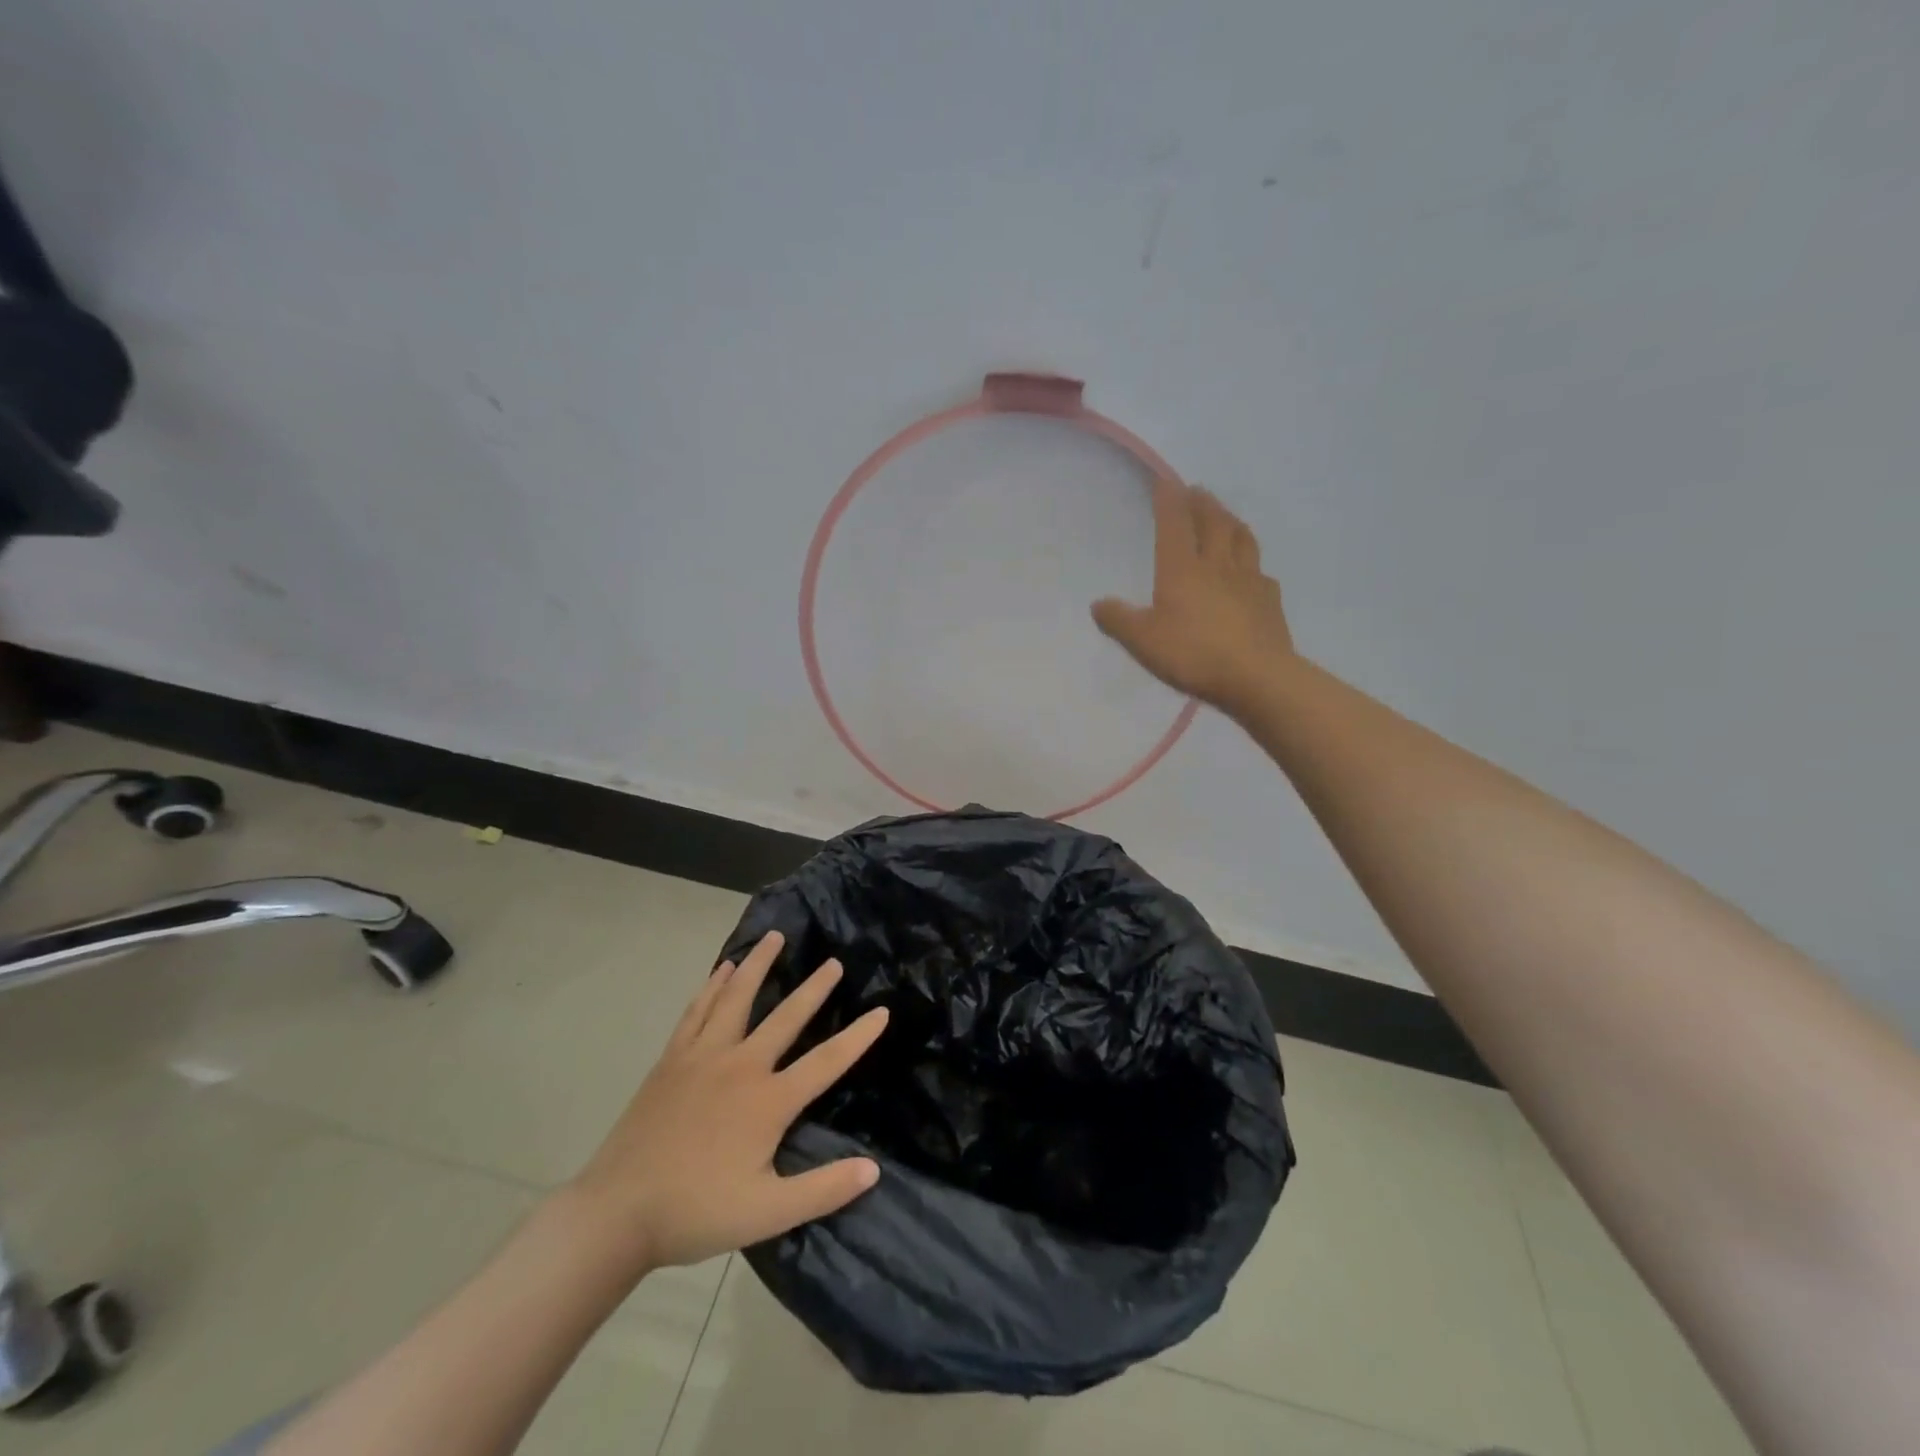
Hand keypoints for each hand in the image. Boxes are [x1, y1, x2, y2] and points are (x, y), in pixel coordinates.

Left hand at [565, 931, 887, 1273]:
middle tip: (833, 962)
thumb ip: (823, 1190)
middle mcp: (740, 1066)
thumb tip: (873, 1169)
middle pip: (785, 1016)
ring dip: (758, 965)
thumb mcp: (767, 1213)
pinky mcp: (672, 1059)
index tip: (882, 1011)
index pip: (826, 1061)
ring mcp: (702, 1057)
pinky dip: (712, 986)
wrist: (616, 1212)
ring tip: (774, 937)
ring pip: (737, 998)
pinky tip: (721, 970)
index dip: (857, 1037)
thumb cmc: (696, 1212)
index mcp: (768, 1100)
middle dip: (814, 988)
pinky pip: (697, 1011)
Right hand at [1093, 479, 1295, 713]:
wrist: (1256, 677)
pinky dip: (1252, 564)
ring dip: (1231, 521)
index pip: (1174, 524)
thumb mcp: (1143, 642)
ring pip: (1241, 539)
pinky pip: (1261, 573)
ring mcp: (1248, 580)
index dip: (1168, 500)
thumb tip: (1098, 604)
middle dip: (1202, 503)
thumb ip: (1119, 621)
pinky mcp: (1270, 601)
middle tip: (1197, 490)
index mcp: (1182, 570)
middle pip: (1212, 523)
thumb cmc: (1193, 654)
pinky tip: (1252, 572)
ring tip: (1225, 516)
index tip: (1165, 480)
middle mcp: (1216, 565)